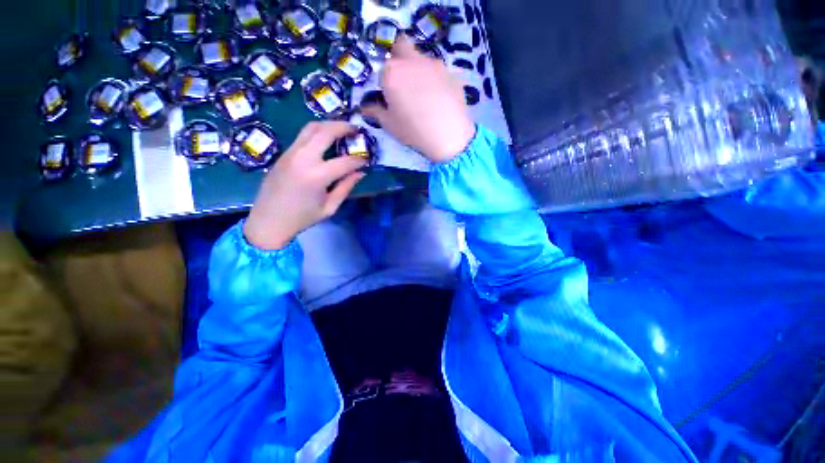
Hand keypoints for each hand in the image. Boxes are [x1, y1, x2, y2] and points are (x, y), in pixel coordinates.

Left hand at [244, 122, 366, 249]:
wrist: (268, 220)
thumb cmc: (302, 218)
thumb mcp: (330, 207)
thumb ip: (346, 187)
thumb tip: (360, 173)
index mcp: (317, 176)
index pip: (345, 161)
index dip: (359, 160)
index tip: (367, 159)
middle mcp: (303, 158)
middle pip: (325, 132)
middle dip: (343, 127)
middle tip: (356, 129)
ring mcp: (291, 153)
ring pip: (311, 128)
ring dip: (329, 125)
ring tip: (341, 128)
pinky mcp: (284, 154)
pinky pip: (302, 136)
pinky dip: (317, 132)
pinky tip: (326, 139)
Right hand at [361, 36, 475, 162]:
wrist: (449, 135)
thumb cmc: (413, 131)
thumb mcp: (390, 125)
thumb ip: (376, 112)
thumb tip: (366, 108)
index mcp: (392, 72)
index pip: (383, 69)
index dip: (386, 82)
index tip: (391, 97)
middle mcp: (412, 61)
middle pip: (402, 47)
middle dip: (400, 59)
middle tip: (405, 85)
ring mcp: (435, 65)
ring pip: (422, 59)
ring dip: (419, 71)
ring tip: (426, 97)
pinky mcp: (452, 73)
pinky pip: (440, 72)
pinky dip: (437, 81)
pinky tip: (440, 100)